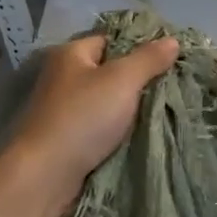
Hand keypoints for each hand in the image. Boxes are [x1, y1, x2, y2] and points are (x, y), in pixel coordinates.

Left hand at [4, 32, 179, 216]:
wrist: (44, 176)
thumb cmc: (82, 117)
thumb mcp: (122, 80)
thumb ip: (148, 59)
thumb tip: (172, 40)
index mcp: (71, 54)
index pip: (111, 40)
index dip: (139, 47)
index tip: (169, 60)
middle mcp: (63, 77)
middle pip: (109, 71)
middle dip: (138, 81)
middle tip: (171, 87)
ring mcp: (62, 109)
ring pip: (105, 102)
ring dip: (128, 109)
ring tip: (162, 111)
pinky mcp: (65, 138)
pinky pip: (98, 127)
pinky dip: (116, 130)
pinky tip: (138, 135)